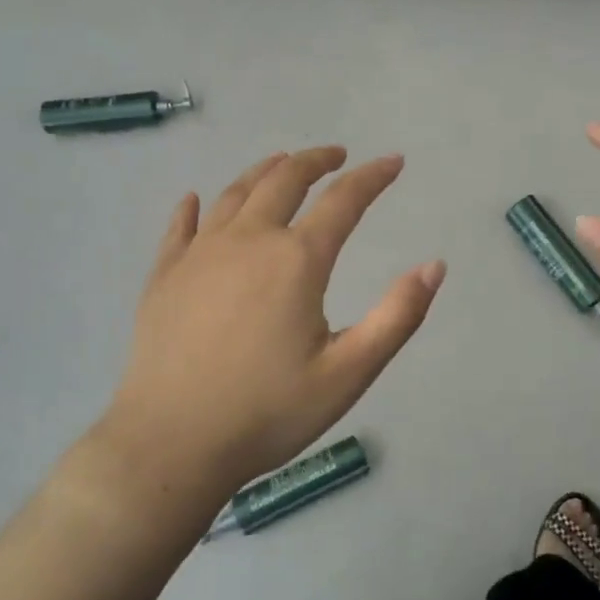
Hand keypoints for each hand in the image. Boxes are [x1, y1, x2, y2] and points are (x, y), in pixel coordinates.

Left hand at [88, 147, 444, 510]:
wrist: (171, 444)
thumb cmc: (268, 412)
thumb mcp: (348, 372)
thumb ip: (397, 316)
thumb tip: (434, 265)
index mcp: (297, 260)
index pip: (343, 200)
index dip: (372, 177)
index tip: (393, 161)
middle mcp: (248, 240)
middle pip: (285, 180)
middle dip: (316, 160)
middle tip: (336, 155)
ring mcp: (200, 253)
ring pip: (236, 193)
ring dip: (264, 171)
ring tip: (282, 163)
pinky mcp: (164, 274)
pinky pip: (181, 226)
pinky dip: (194, 207)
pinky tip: (195, 199)